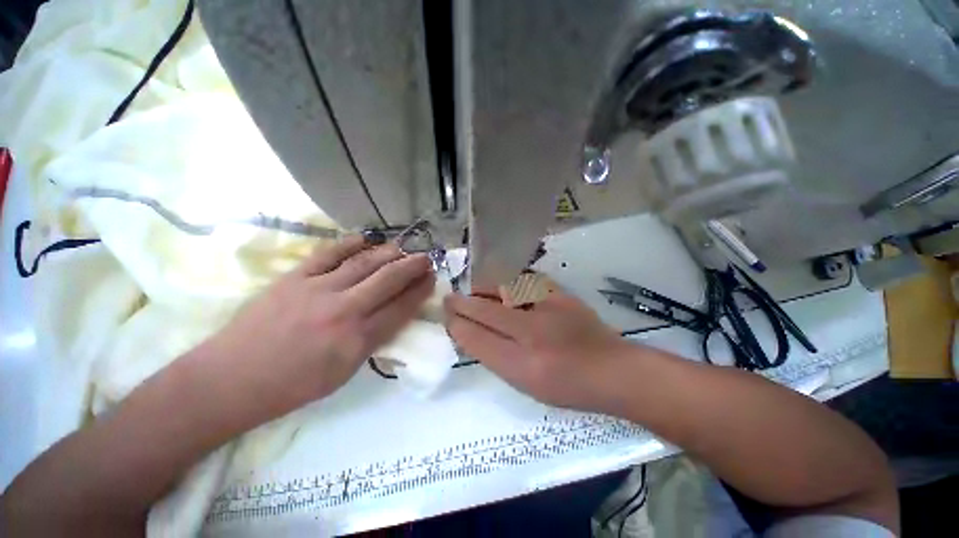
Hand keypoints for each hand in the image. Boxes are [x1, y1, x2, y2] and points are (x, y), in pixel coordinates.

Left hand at [205, 236, 434, 418]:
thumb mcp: (337, 378)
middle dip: (409, 268)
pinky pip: (328, 254)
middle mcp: (343, 311)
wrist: (242, 373)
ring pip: (361, 263)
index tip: (430, 281)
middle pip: (385, 281)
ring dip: (385, 253)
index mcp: (355, 343)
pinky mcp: (295, 276)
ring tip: (400, 248)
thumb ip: (361, 347)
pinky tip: (363, 239)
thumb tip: (376, 323)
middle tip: (424, 258)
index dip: (417, 294)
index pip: (397, 312)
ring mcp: (318, 288)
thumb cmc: (290, 388)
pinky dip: (349, 244)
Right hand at [444, 290, 635, 411]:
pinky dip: (511, 282)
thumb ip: (499, 360)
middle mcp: (532, 334)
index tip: (447, 318)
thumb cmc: (569, 388)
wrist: (612, 371)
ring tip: (474, 291)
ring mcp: (550, 311)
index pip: (476, 338)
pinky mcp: (564, 297)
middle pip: (485, 310)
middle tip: (448, 300)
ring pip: (504, 290)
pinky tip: (506, 286)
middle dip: (461, 303)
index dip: (456, 325)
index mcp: (521, 365)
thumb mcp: (527, 385)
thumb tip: (475, 337)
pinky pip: (529, 282)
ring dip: (483, 288)